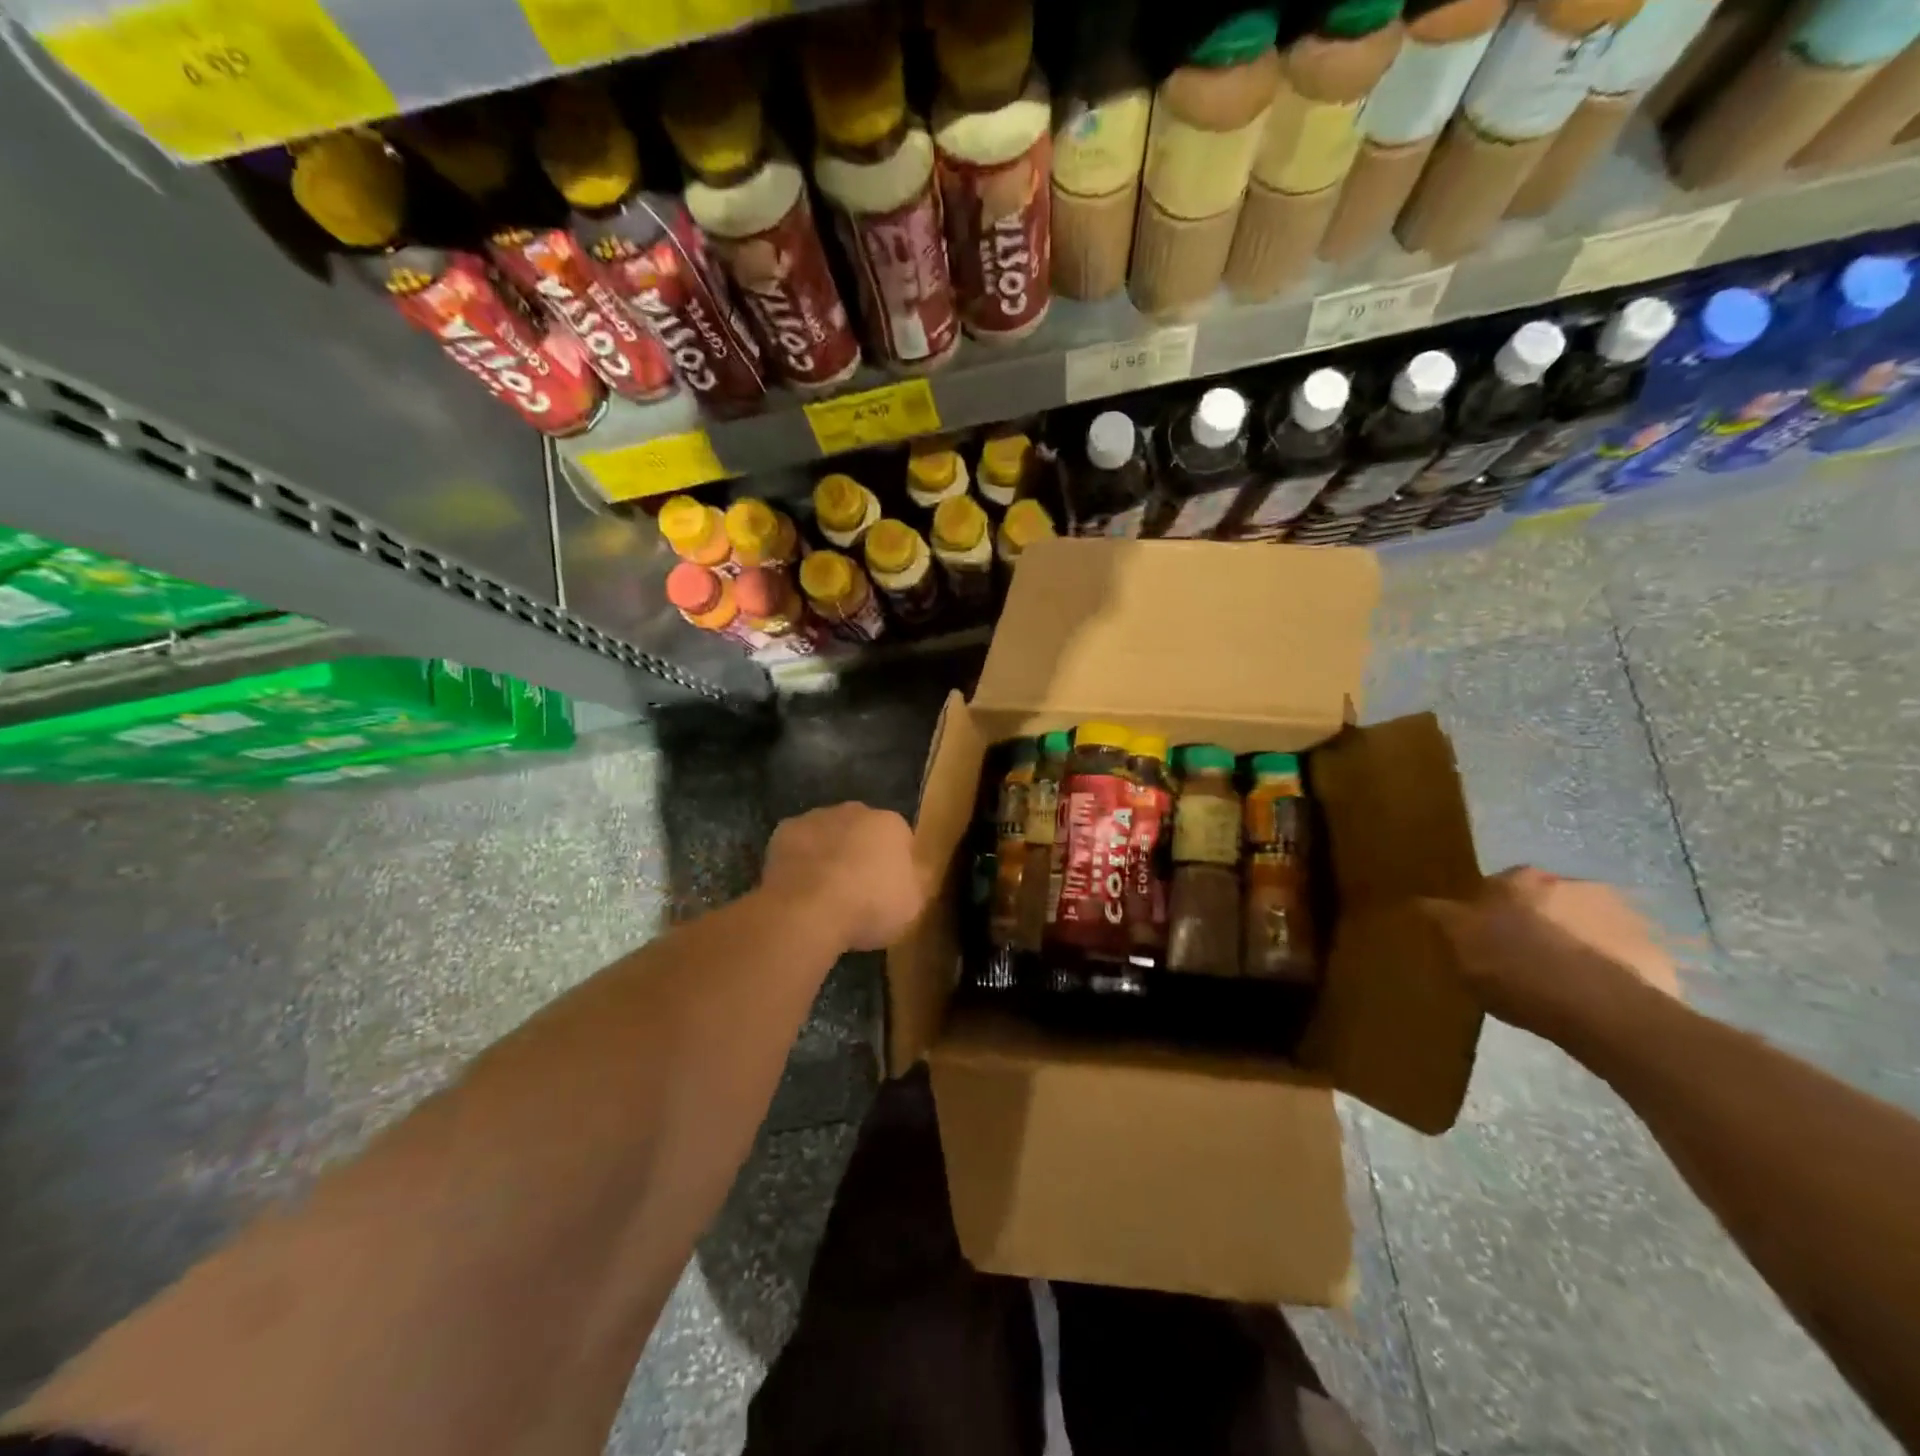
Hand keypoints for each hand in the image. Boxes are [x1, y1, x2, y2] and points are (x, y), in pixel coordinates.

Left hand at [760, 803, 927, 951]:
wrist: (809, 908)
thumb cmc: (870, 906)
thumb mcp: (912, 904)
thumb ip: (917, 881)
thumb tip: (919, 870)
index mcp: (891, 824)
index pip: (900, 837)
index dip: (895, 863)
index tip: (889, 889)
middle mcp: (856, 811)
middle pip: (862, 830)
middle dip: (861, 851)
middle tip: (857, 888)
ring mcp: (817, 817)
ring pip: (828, 833)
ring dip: (829, 852)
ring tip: (824, 891)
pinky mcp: (784, 830)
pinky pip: (798, 844)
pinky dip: (799, 859)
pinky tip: (798, 886)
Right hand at [1424, 868, 1680, 1033]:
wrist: (1601, 1010)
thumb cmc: (1517, 969)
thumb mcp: (1458, 943)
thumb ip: (1440, 916)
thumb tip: (1421, 900)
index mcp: (1519, 878)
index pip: (1494, 887)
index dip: (1486, 914)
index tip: (1482, 941)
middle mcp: (1570, 883)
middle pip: (1542, 902)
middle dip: (1534, 923)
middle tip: (1521, 961)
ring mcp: (1620, 914)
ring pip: (1583, 925)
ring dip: (1572, 942)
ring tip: (1561, 983)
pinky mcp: (1655, 949)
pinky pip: (1620, 955)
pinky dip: (1607, 968)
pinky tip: (1594, 997)